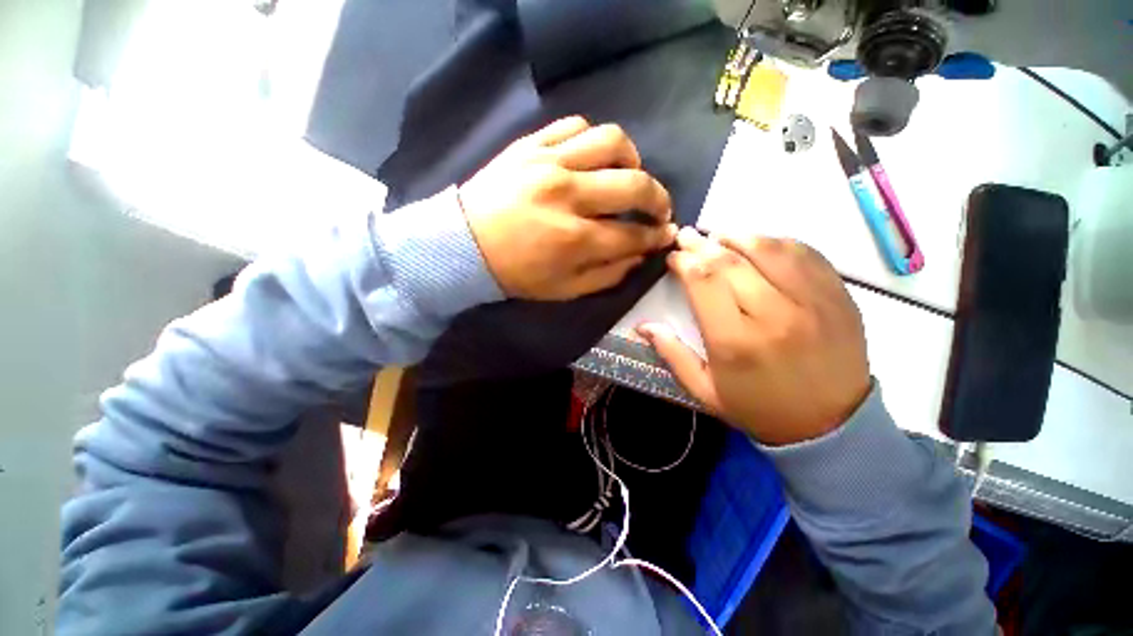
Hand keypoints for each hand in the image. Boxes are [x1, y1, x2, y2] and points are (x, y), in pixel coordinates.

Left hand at [459, 116, 676, 300]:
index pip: (632, 234)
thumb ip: (607, 275)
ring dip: (632, 159)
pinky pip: (575, 126)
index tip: (664, 235)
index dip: (655, 236)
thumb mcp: (563, 289)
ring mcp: (548, 162)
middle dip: (658, 198)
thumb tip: (639, 257)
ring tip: (629, 175)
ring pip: (611, 141)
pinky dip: (594, 141)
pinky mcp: (531, 144)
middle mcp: (567, 194)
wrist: (462, 245)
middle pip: (633, 184)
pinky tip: (594, 159)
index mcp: (573, 239)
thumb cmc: (515, 274)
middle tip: (659, 209)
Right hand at [638, 229, 870, 445]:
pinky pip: (805, 254)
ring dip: (738, 236)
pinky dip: (777, 242)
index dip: (684, 262)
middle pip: (731, 261)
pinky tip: (761, 244)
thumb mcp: (704, 391)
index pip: (703, 282)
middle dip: (702, 243)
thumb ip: (672, 354)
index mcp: (734, 341)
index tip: (673, 257)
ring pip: (769, 249)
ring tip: (720, 236)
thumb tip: (643, 325)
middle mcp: (773, 315)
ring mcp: (811, 302)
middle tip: (688, 236)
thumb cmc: (759, 409)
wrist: (831, 425)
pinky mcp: (837, 296)